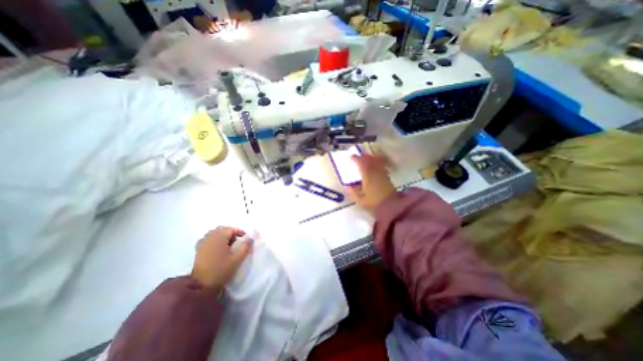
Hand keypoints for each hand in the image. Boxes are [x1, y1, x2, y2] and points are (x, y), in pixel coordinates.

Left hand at [189, 227, 251, 291]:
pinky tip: (217, 248)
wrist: (201, 286)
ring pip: (214, 233)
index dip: (239, 232)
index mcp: (219, 238)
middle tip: (237, 242)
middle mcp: (210, 237)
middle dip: (230, 233)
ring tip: (228, 245)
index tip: (245, 239)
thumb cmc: (221, 270)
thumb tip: (250, 238)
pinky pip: (207, 239)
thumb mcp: (237, 259)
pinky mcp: (198, 250)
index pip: (231, 229)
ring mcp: (202, 243)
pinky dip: (213, 240)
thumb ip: (245, 247)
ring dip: (222, 236)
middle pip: (222, 229)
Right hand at [347, 154, 397, 212]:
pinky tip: (374, 164)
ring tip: (365, 158)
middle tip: (357, 157)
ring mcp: (383, 174)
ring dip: (370, 158)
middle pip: (370, 160)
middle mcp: (376, 173)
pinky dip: (377, 162)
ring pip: (376, 161)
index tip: (351, 157)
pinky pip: (381, 165)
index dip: (356, 159)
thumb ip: (352, 192)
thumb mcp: (360, 200)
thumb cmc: (374, 204)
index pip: (362, 164)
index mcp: (368, 177)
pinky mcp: (387, 177)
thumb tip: (346, 185)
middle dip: (363, 157)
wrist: (391, 208)